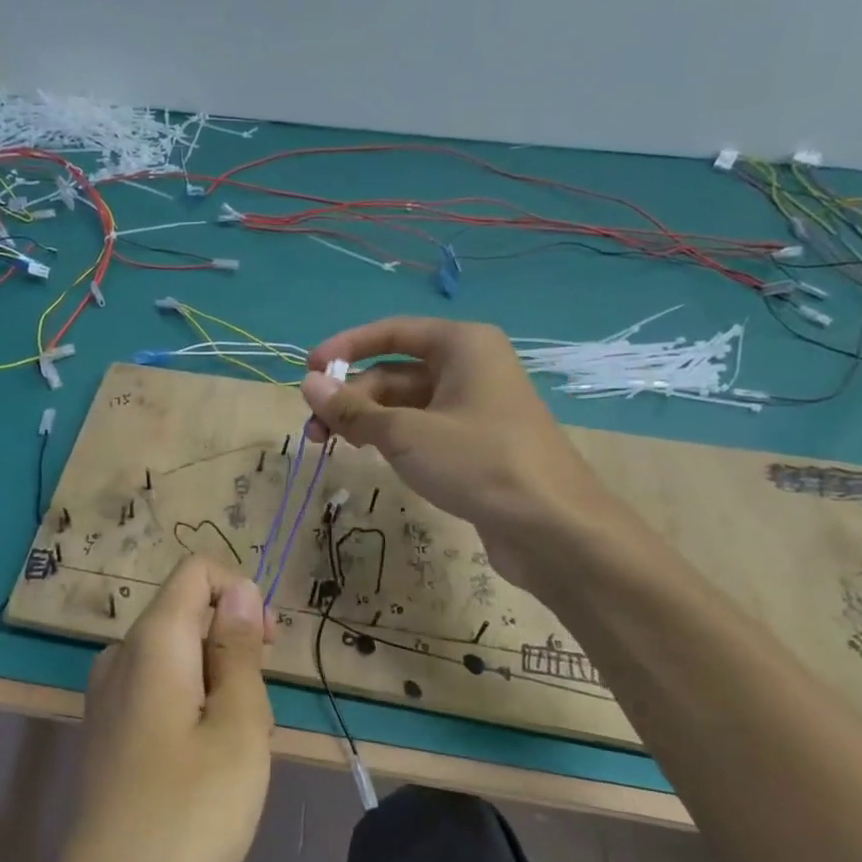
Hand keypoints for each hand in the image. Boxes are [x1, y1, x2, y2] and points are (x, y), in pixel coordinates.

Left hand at [47, 557, 274, 861]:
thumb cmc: (188, 817)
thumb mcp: (238, 729)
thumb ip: (239, 650)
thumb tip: (240, 589)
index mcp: (151, 642)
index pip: (196, 572)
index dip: (240, 593)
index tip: (267, 648)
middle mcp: (120, 655)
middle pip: (188, 615)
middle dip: (233, 650)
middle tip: (253, 720)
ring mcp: (107, 694)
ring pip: (179, 658)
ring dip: (218, 687)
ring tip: (230, 755)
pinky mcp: (106, 729)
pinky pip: (159, 690)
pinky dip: (192, 709)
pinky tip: (201, 769)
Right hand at [300, 317, 621, 586]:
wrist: (554, 528)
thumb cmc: (478, 463)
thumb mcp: (405, 433)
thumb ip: (353, 409)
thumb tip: (308, 384)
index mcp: (462, 345)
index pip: (392, 332)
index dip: (346, 347)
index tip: (308, 370)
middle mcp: (470, 367)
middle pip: (394, 372)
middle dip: (351, 398)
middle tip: (313, 430)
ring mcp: (475, 407)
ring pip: (406, 404)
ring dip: (366, 421)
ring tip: (330, 446)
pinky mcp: (476, 444)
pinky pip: (422, 429)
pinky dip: (392, 438)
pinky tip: (371, 457)